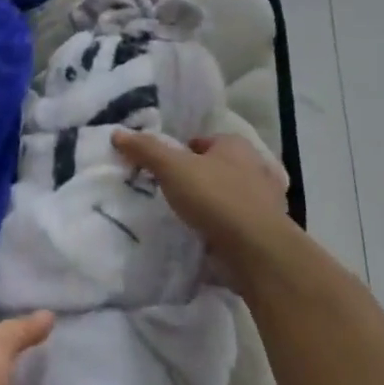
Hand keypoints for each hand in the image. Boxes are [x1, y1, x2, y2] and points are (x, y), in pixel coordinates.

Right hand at [112, 130, 293, 275]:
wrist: (257, 251)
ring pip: (231, 197)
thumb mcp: (172, 168)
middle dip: (200, 178)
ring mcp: (265, 203)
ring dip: (213, 205)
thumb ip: (146, 150)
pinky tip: (204, 239)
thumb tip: (117, 133)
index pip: (205, 141)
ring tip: (186, 217)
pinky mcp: (266, 233)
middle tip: (173, 192)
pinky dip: (223, 230)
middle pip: (219, 168)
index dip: (184, 151)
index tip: (164, 168)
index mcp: (236, 146)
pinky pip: (237, 225)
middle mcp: (256, 169)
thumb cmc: (215, 197)